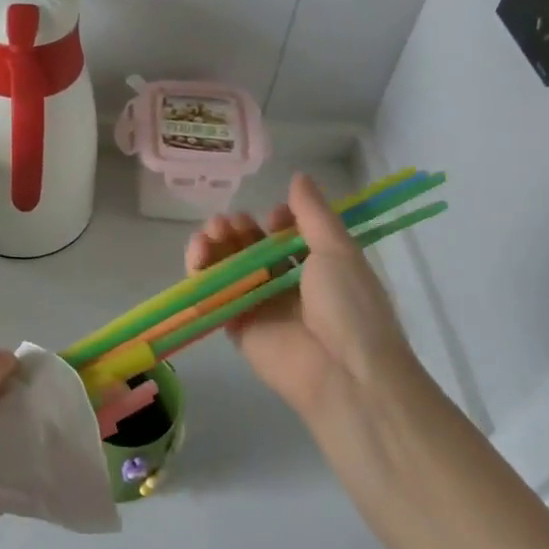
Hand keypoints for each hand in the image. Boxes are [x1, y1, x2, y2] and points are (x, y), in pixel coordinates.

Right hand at [185, 172, 417, 419]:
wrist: (344, 372)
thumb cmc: (349, 305)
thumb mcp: (338, 249)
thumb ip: (313, 213)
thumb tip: (298, 176)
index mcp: (318, 267)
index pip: (287, 236)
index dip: (276, 221)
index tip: (272, 216)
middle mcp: (287, 285)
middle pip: (252, 249)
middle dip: (238, 230)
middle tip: (227, 221)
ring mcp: (260, 306)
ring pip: (229, 269)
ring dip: (217, 245)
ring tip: (210, 232)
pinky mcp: (237, 327)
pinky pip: (214, 296)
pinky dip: (202, 273)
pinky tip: (199, 252)